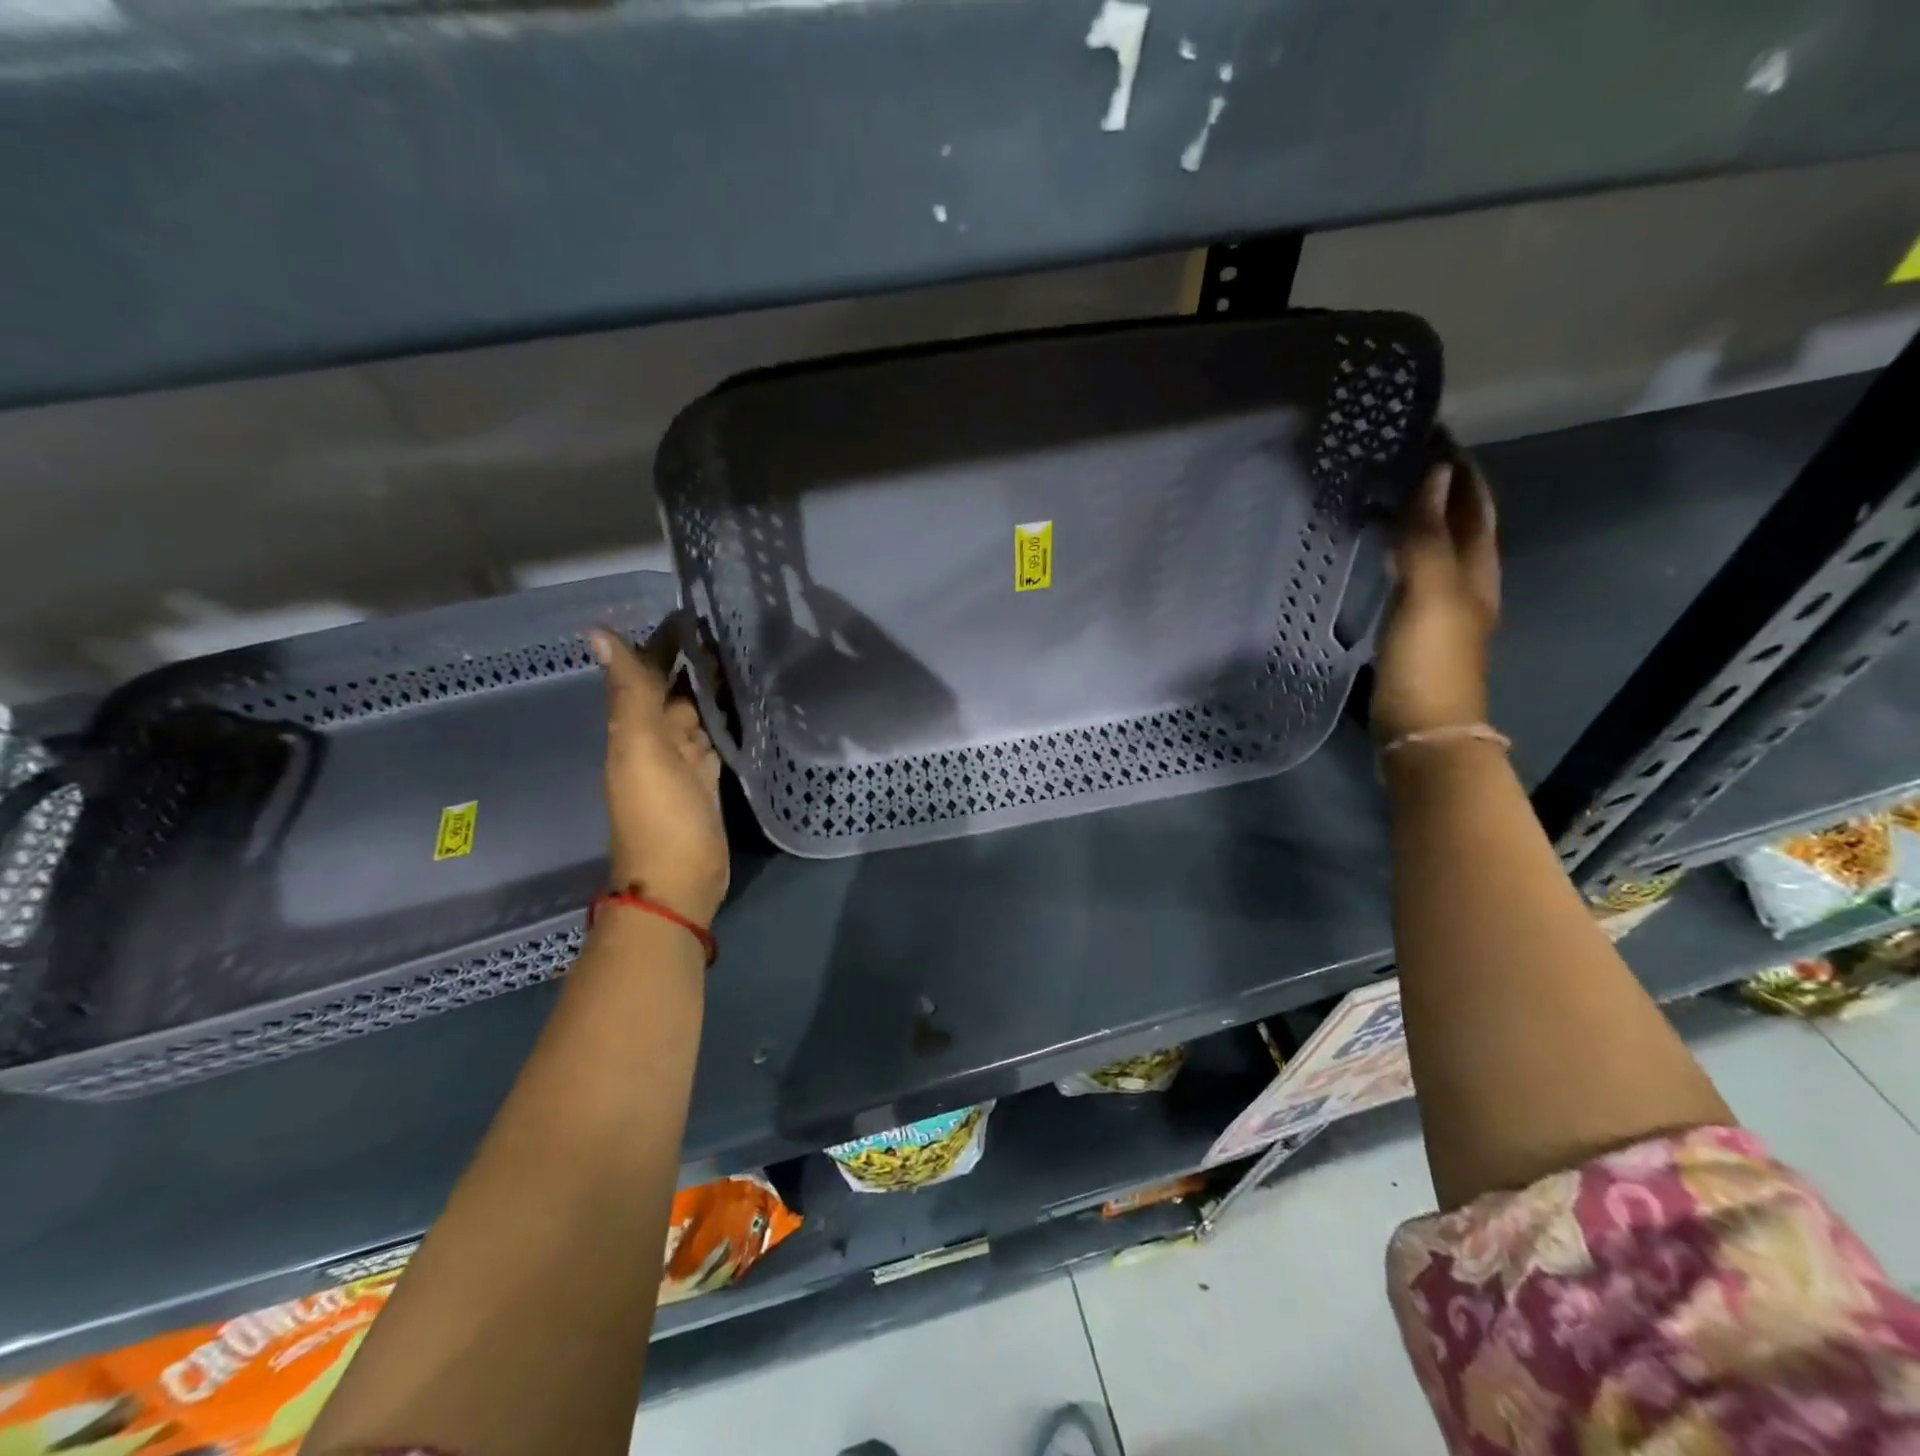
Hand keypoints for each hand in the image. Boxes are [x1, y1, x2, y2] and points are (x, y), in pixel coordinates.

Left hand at [589, 624, 728, 926]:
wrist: (677, 882)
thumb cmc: (659, 815)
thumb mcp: (639, 749)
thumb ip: (628, 693)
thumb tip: (597, 632)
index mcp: (633, 729)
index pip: (644, 675)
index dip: (659, 644)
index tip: (688, 610)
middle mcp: (655, 742)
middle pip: (670, 692)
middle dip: (688, 661)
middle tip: (723, 626)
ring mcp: (683, 764)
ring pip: (691, 715)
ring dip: (705, 688)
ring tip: (737, 656)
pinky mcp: (707, 783)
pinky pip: (711, 742)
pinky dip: (719, 722)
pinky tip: (738, 707)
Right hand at [1371, 455, 1500, 741]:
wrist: (1422, 730)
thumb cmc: (1430, 661)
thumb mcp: (1430, 592)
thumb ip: (1428, 535)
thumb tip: (1436, 473)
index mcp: (1478, 571)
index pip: (1475, 507)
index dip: (1460, 472)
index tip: (1434, 437)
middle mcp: (1467, 585)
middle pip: (1461, 526)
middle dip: (1442, 491)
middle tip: (1406, 460)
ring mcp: (1441, 609)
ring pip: (1436, 551)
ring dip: (1421, 521)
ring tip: (1390, 495)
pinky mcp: (1415, 629)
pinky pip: (1413, 576)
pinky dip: (1402, 553)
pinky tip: (1381, 552)